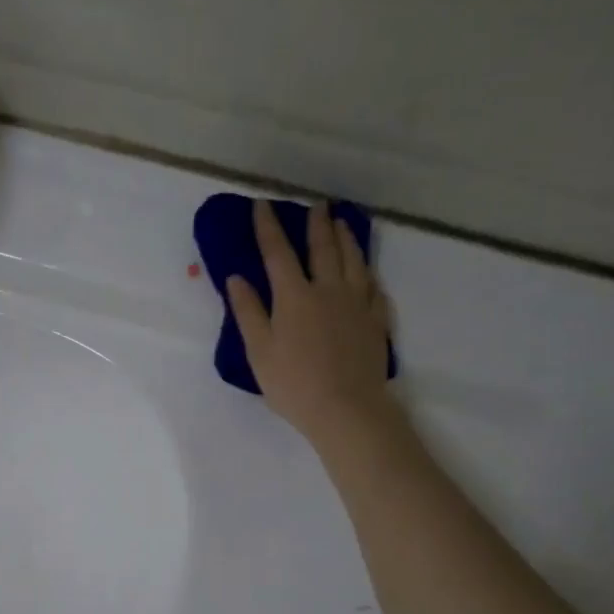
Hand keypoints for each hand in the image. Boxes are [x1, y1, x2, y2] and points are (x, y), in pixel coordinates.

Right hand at [227, 200, 397, 441]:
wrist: (346, 409)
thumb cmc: (294, 385)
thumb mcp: (259, 352)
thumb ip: (248, 312)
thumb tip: (237, 278)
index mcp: (294, 296)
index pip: (278, 253)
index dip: (268, 227)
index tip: (262, 205)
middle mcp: (328, 290)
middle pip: (323, 248)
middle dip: (316, 224)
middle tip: (316, 205)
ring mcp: (357, 304)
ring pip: (354, 261)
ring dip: (346, 238)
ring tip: (343, 223)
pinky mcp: (376, 322)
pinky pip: (374, 288)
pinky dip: (368, 273)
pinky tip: (367, 272)